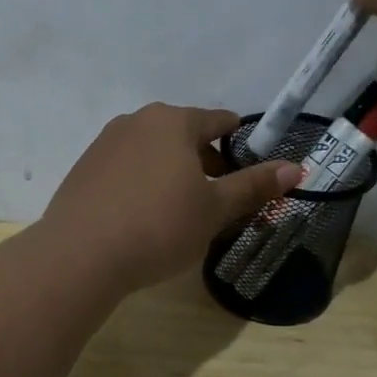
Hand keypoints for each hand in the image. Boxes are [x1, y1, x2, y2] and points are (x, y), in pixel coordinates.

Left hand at [43, 104, 300, 292]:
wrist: (80, 255)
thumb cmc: (159, 226)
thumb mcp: (214, 210)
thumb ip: (253, 186)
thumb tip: (296, 167)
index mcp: (173, 122)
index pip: (218, 120)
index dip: (238, 143)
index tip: (247, 169)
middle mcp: (136, 121)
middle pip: (183, 134)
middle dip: (204, 161)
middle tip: (216, 199)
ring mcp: (104, 143)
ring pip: (152, 151)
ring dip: (171, 172)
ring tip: (179, 211)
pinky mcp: (83, 169)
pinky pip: (125, 168)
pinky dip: (141, 183)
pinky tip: (141, 217)